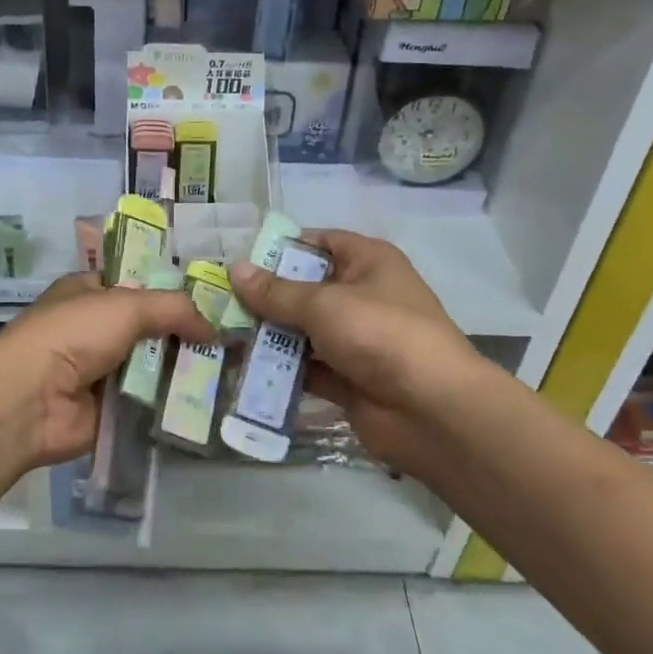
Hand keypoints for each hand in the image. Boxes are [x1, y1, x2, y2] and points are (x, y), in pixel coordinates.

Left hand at [0, 273, 210, 474]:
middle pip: (149, 329)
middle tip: (231, 341)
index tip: (214, 302)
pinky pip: (147, 404)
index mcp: (89, 293)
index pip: (137, 286)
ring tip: (231, 373)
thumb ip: (174, 309)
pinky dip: (171, 405)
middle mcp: (93, 330)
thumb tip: (214, 327)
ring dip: (182, 372)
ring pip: (151, 368)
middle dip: (184, 335)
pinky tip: (208, 404)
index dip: (172, 292)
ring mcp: (100, 373)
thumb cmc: (73, 334)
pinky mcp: (108, 411)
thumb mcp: (127, 305)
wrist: (30, 400)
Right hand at [230, 230, 480, 479]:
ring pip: (303, 331)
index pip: (320, 242)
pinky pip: (307, 368)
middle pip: (306, 289)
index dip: (282, 248)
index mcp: (368, 262)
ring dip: (269, 335)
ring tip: (221, 334)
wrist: (433, 411)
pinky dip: (280, 370)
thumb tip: (235, 269)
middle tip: (219, 301)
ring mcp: (356, 340)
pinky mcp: (348, 379)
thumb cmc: (380, 334)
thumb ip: (276, 292)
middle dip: (266, 296)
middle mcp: (363, 295)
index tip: (240, 261)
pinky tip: (242, 369)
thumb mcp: (324, 304)